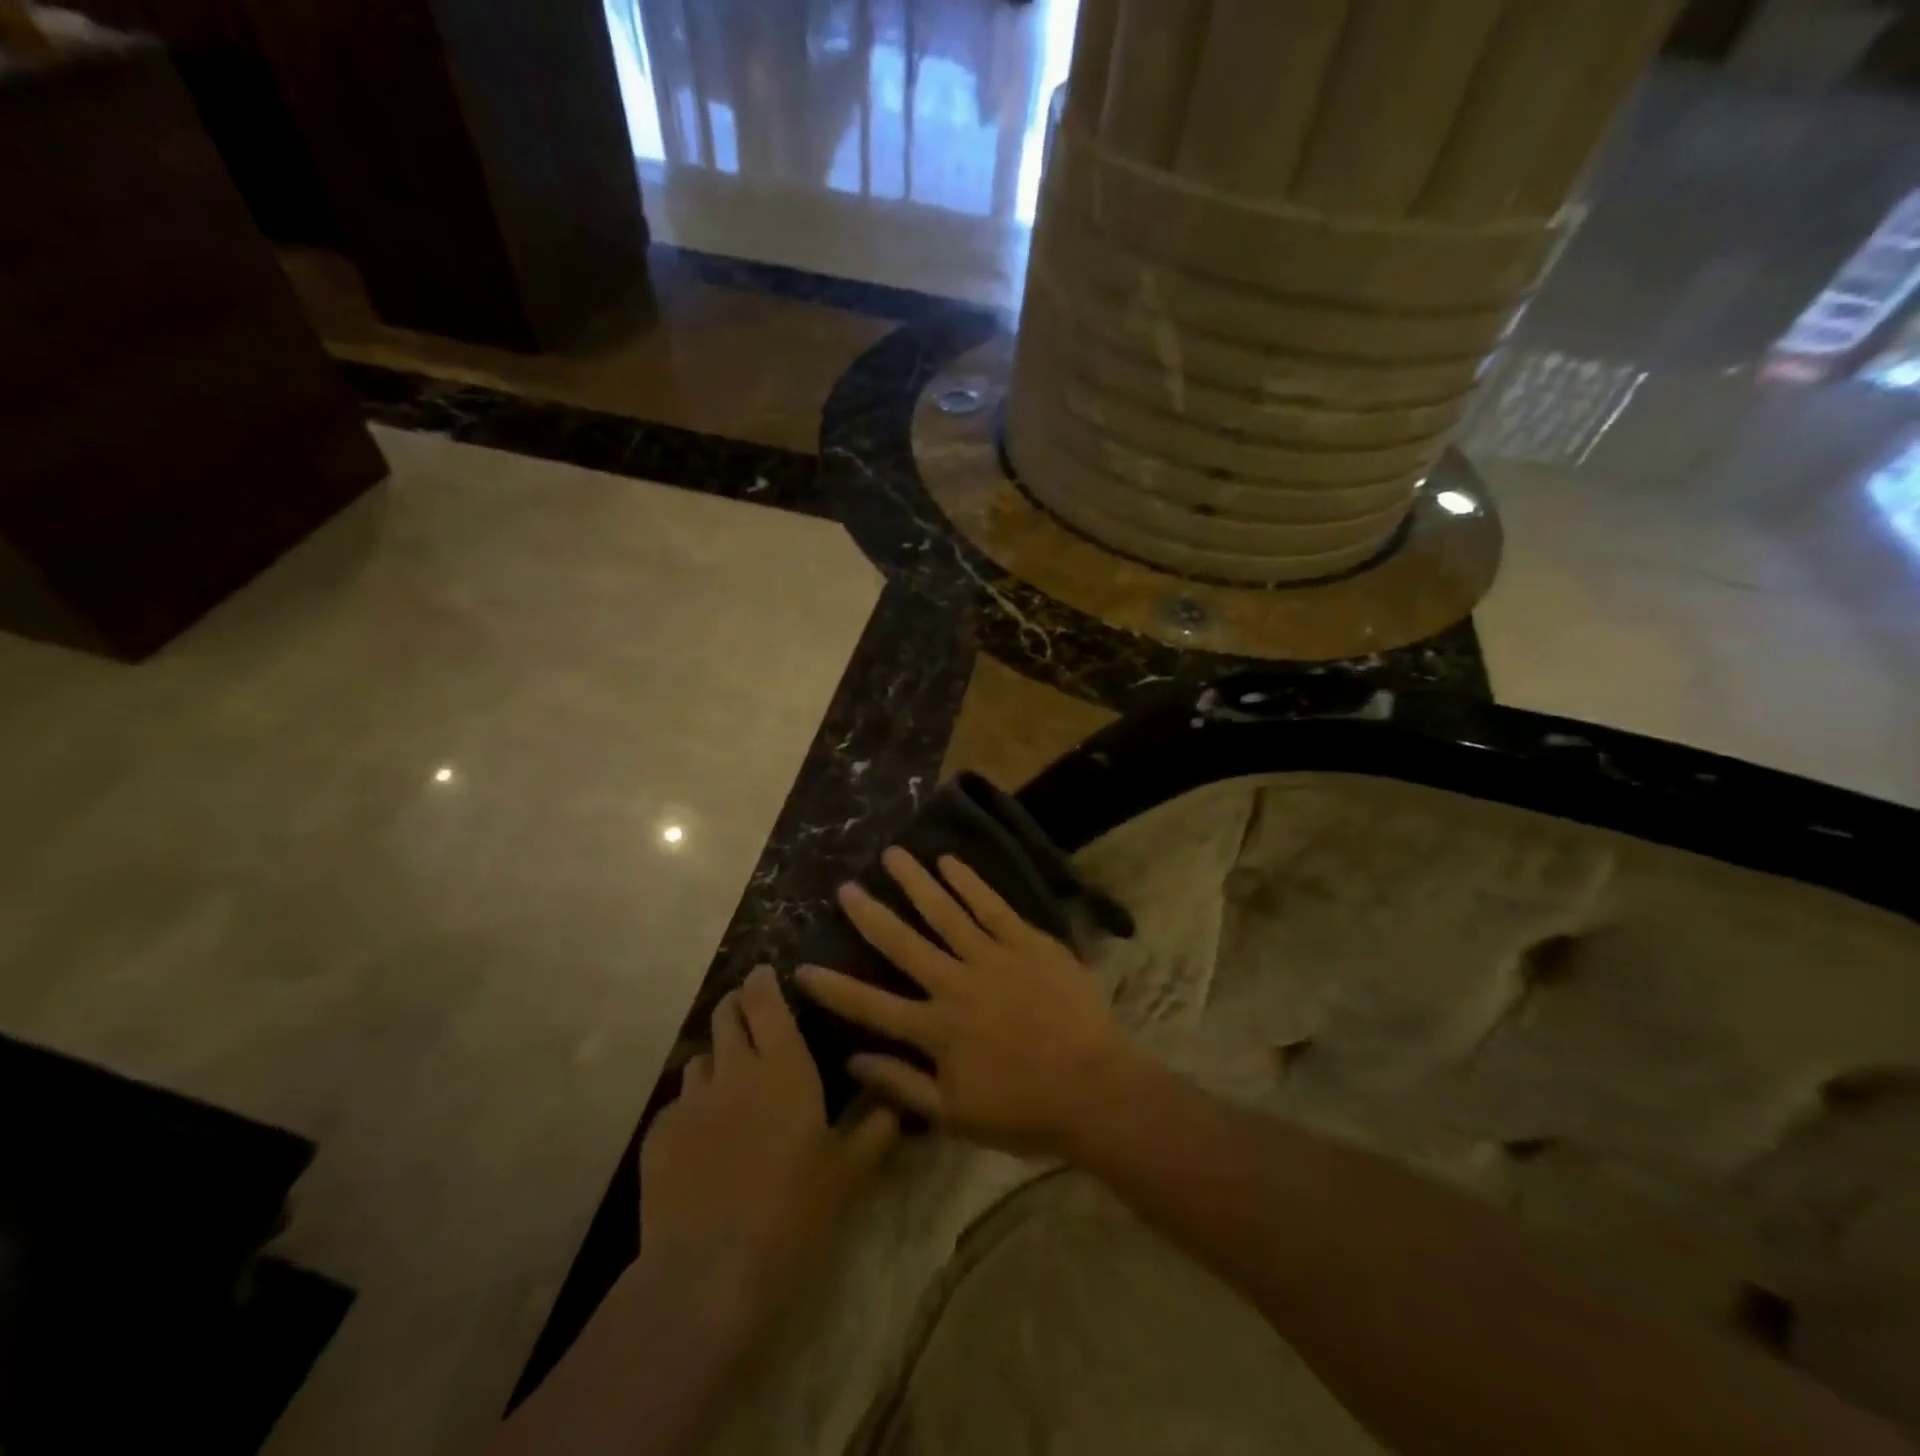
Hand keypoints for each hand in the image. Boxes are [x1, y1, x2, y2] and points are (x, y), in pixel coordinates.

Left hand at [639, 965, 898, 1335]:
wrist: (709, 1273)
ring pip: (699, 1059)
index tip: (765, 974)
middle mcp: (733, 1070)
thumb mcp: (848, 1173)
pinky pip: (677, 1106)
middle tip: (748, 1015)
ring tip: (727, 1081)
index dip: (763, 981)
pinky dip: (692, 1109)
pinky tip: (701, 1140)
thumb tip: (897, 1102)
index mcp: (783, 1066)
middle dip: (736, 1006)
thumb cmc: (793, 1212)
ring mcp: (690, 1102)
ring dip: (715, 1058)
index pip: (766, 1001)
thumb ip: (876, 1129)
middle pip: (726, 1016)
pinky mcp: (658, 1136)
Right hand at [794, 848, 1135, 1156]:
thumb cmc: (1024, 1110)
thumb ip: (902, 1084)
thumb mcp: (955, 1115)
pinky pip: (992, 906)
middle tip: (845, 887)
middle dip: (870, 914)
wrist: (1095, 1088)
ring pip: (944, 912)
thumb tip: (852, 1059)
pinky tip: (949, 862)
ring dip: (915, 882)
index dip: (833, 988)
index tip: (802, 968)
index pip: (870, 1006)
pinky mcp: (1027, 942)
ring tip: (892, 855)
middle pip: (903, 943)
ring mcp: (992, 957)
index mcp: (935, 1029)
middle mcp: (954, 984)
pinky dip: (969, 882)